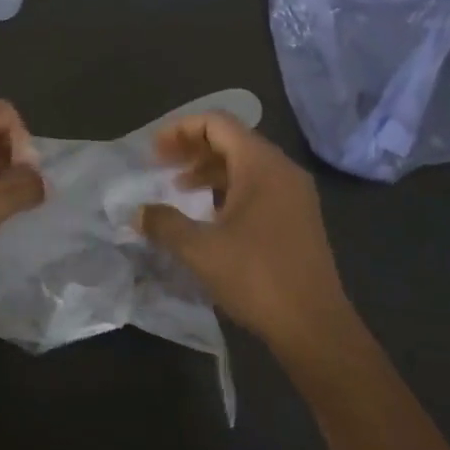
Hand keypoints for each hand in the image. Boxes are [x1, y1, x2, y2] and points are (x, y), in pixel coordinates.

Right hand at [138, 114, 352, 351]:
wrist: (313, 325)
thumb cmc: (256, 277)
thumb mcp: (200, 250)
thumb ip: (164, 224)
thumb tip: (137, 213)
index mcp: (261, 166)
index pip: (218, 123)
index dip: (180, 129)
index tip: (152, 151)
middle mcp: (282, 171)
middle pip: (232, 140)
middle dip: (191, 148)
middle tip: (158, 165)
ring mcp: (294, 195)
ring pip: (245, 165)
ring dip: (208, 170)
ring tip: (177, 188)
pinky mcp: (296, 218)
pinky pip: (257, 187)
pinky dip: (227, 189)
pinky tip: (207, 214)